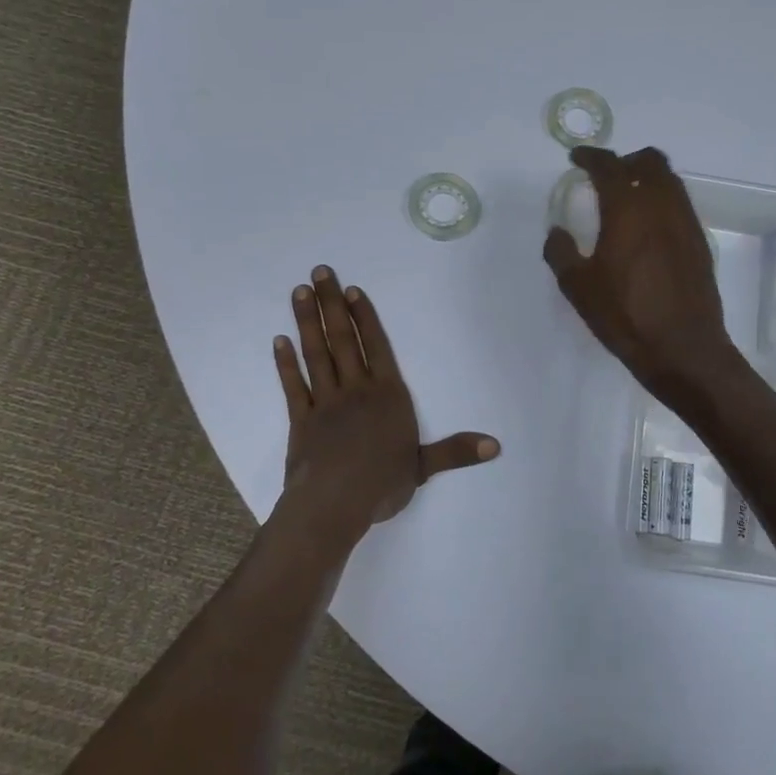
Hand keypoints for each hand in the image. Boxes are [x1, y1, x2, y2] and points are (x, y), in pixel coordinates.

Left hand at [273, 266, 499, 543]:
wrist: (335, 502)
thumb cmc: (383, 482)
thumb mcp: (424, 466)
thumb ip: (455, 451)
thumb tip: (496, 446)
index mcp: (387, 395)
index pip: (376, 347)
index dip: (364, 317)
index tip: (351, 290)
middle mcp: (356, 390)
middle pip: (343, 339)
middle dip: (332, 305)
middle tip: (320, 272)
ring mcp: (325, 402)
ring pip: (317, 354)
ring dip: (307, 322)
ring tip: (300, 292)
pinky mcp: (301, 419)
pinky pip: (294, 385)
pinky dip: (286, 363)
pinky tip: (279, 341)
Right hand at [543, 146, 740, 402]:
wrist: (684, 349)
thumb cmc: (625, 316)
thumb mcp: (578, 288)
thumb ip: (561, 252)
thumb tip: (558, 232)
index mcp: (628, 210)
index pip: (609, 166)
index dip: (591, 156)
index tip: (577, 158)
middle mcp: (662, 206)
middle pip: (649, 162)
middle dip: (625, 161)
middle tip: (606, 176)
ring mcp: (686, 223)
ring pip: (670, 180)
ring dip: (647, 178)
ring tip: (627, 199)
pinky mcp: (699, 242)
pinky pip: (680, 204)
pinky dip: (662, 201)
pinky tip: (648, 228)